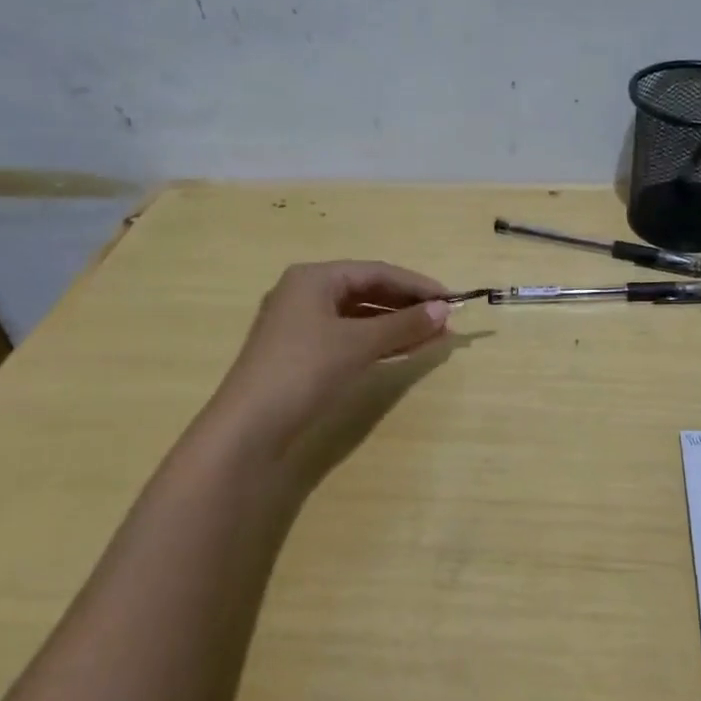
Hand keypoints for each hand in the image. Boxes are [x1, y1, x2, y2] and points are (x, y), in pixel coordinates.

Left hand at [204, 260, 452, 451]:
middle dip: (408, 306)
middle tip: (445, 321)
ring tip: (434, 337)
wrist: (249, 428)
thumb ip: (404, 324)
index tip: (452, 299)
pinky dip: (378, 342)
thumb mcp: (359, 344)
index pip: (377, 272)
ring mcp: (301, 325)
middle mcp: (305, 293)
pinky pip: (349, 337)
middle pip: (368, 291)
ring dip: (397, 326)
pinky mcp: (302, 354)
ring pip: (360, 317)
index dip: (417, 285)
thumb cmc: (304, 370)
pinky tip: (405, 351)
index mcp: (314, 278)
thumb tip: (445, 310)